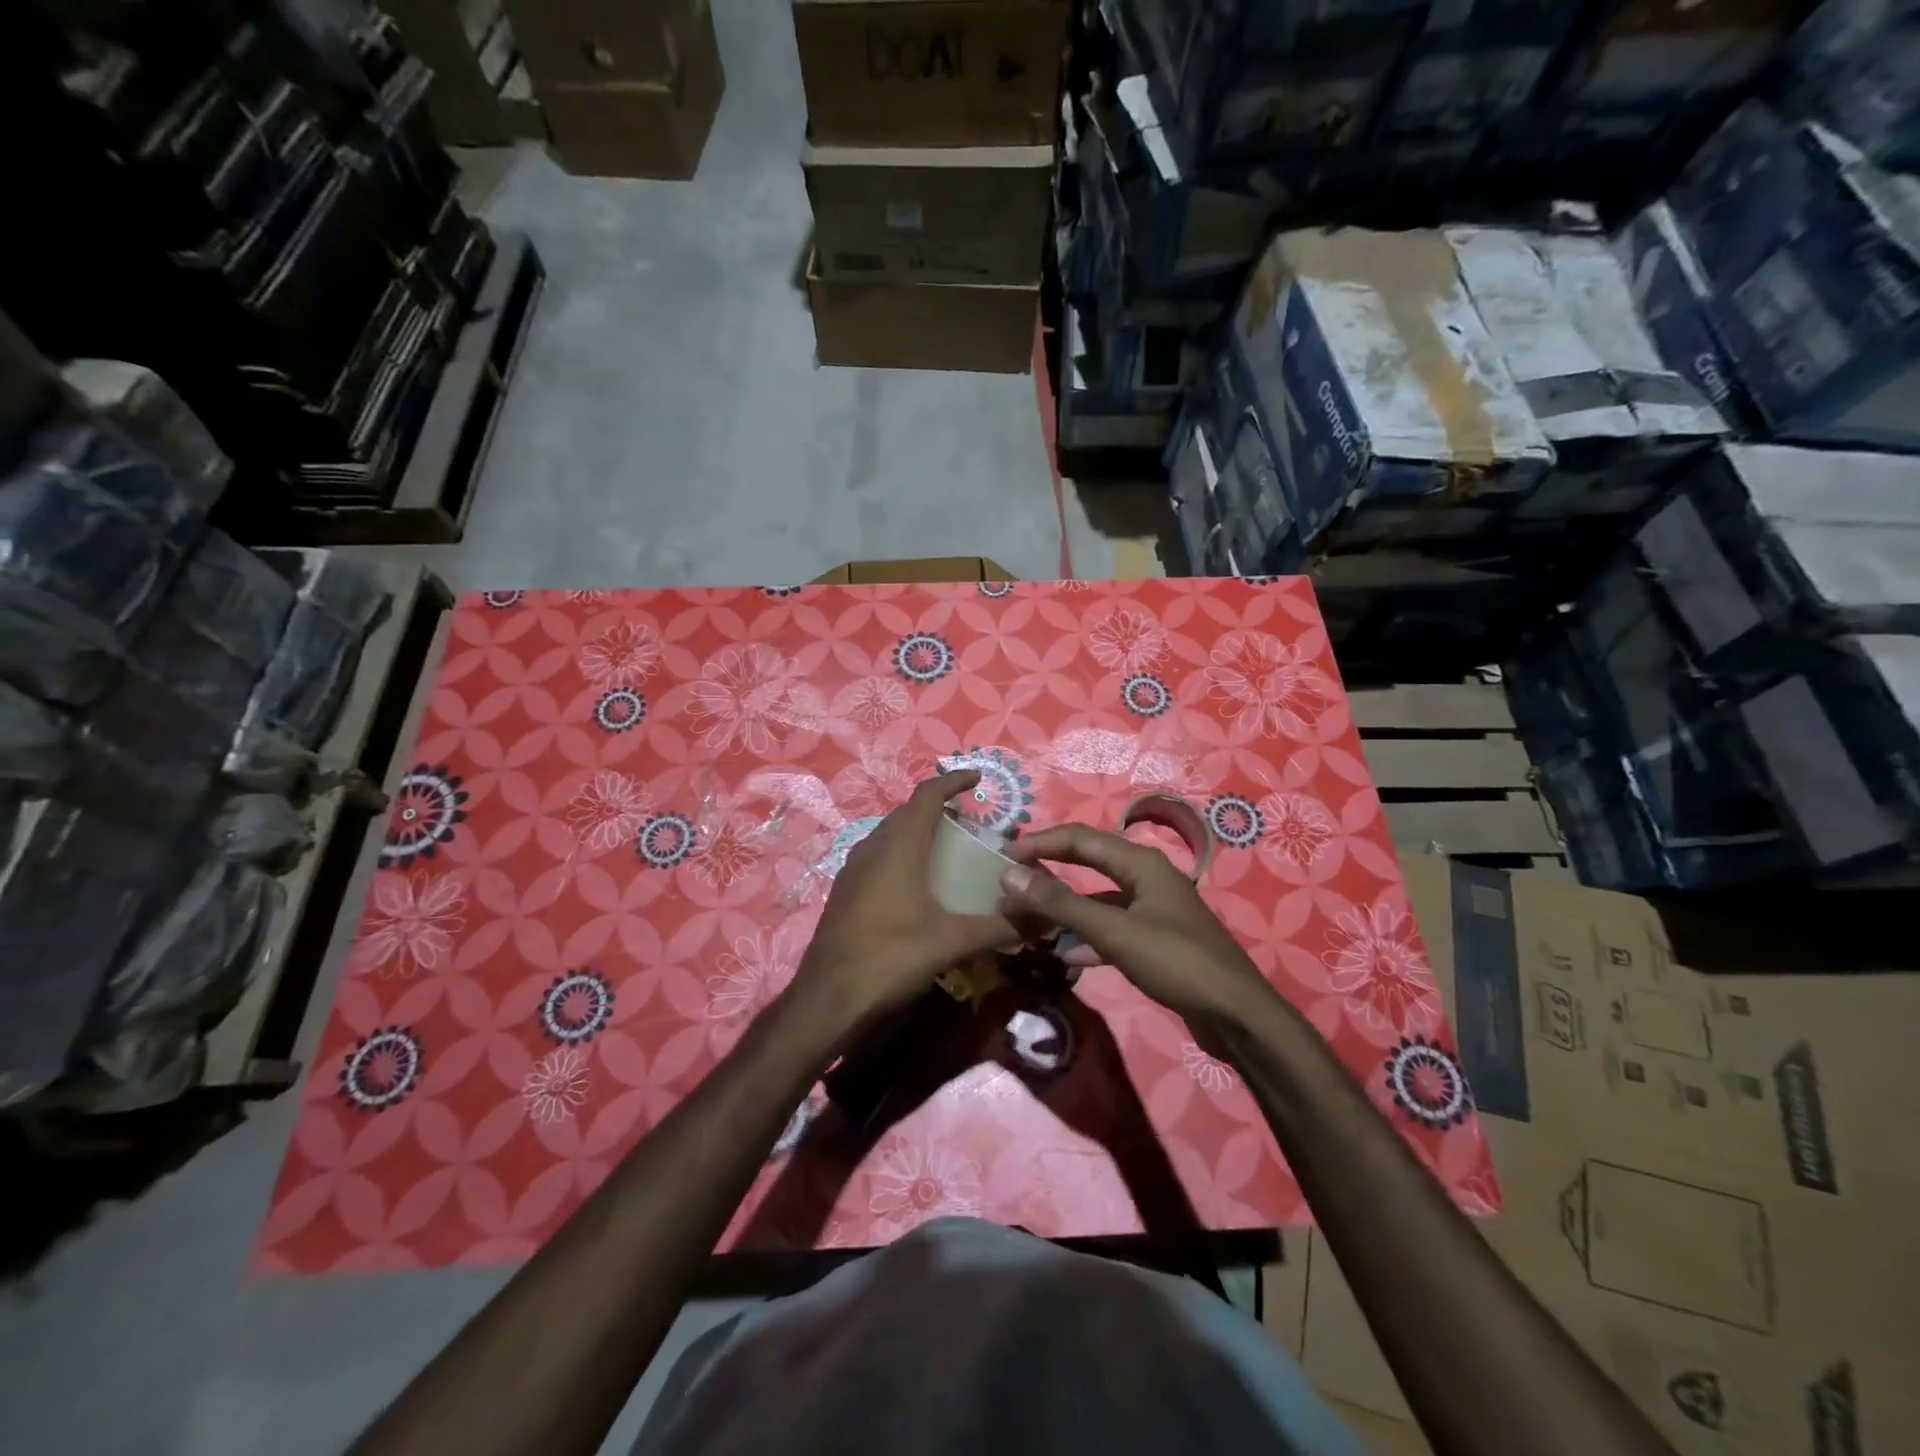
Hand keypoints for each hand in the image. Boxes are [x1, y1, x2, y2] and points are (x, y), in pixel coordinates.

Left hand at [791, 771, 1019, 1035]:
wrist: (827, 999)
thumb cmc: (890, 958)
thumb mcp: (952, 943)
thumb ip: (999, 928)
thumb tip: (1043, 919)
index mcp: (898, 847)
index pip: (927, 795)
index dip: (952, 781)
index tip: (978, 779)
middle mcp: (872, 848)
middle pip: (908, 812)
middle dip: (939, 809)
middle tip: (971, 823)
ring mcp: (853, 869)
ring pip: (890, 834)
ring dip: (919, 832)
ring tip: (949, 850)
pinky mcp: (845, 891)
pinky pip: (879, 856)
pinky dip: (903, 854)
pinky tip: (919, 884)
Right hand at [997, 824, 1273, 1027]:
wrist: (1237, 1015)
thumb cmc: (1177, 962)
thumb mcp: (1115, 932)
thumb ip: (1061, 903)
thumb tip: (1010, 875)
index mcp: (1141, 863)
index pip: (1079, 838)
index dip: (1040, 842)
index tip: (1003, 854)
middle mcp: (1147, 877)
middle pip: (1089, 861)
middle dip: (1050, 867)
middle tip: (1012, 875)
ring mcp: (1153, 909)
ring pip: (1099, 897)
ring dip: (1066, 906)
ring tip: (1031, 917)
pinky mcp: (1156, 939)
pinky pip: (1112, 927)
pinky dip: (1088, 936)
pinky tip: (1067, 955)